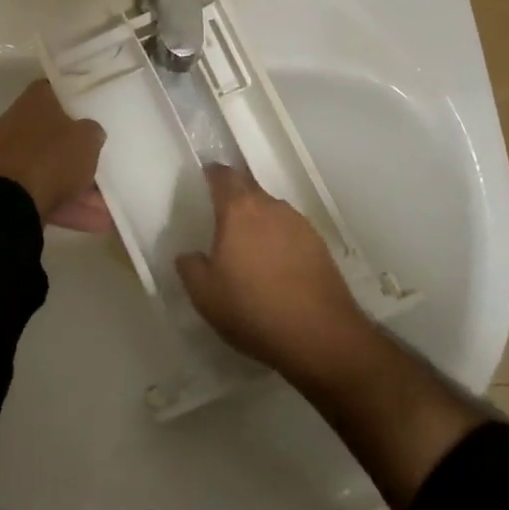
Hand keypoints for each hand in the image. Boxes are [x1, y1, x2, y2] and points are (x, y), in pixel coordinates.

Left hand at [0, 80, 106, 223]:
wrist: (6, 202)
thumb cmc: (51, 157)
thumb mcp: (87, 139)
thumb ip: (92, 131)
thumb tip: (90, 131)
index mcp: (34, 101)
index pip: (56, 91)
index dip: (76, 99)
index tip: (94, 110)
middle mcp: (16, 123)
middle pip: (53, 134)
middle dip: (77, 153)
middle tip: (103, 164)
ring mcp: (6, 157)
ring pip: (49, 169)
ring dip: (77, 187)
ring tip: (107, 208)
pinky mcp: (2, 189)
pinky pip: (41, 194)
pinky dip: (65, 206)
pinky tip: (94, 223)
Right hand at [176, 165, 370, 378]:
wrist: (319, 335)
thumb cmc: (252, 309)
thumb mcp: (205, 295)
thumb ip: (190, 267)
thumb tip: (189, 254)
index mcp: (238, 210)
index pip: (223, 176)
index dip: (212, 174)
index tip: (205, 179)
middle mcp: (270, 206)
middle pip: (249, 188)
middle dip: (235, 196)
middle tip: (222, 218)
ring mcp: (299, 223)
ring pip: (271, 210)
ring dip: (259, 220)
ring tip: (250, 247)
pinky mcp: (319, 244)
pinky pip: (291, 231)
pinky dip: (279, 240)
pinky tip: (277, 266)